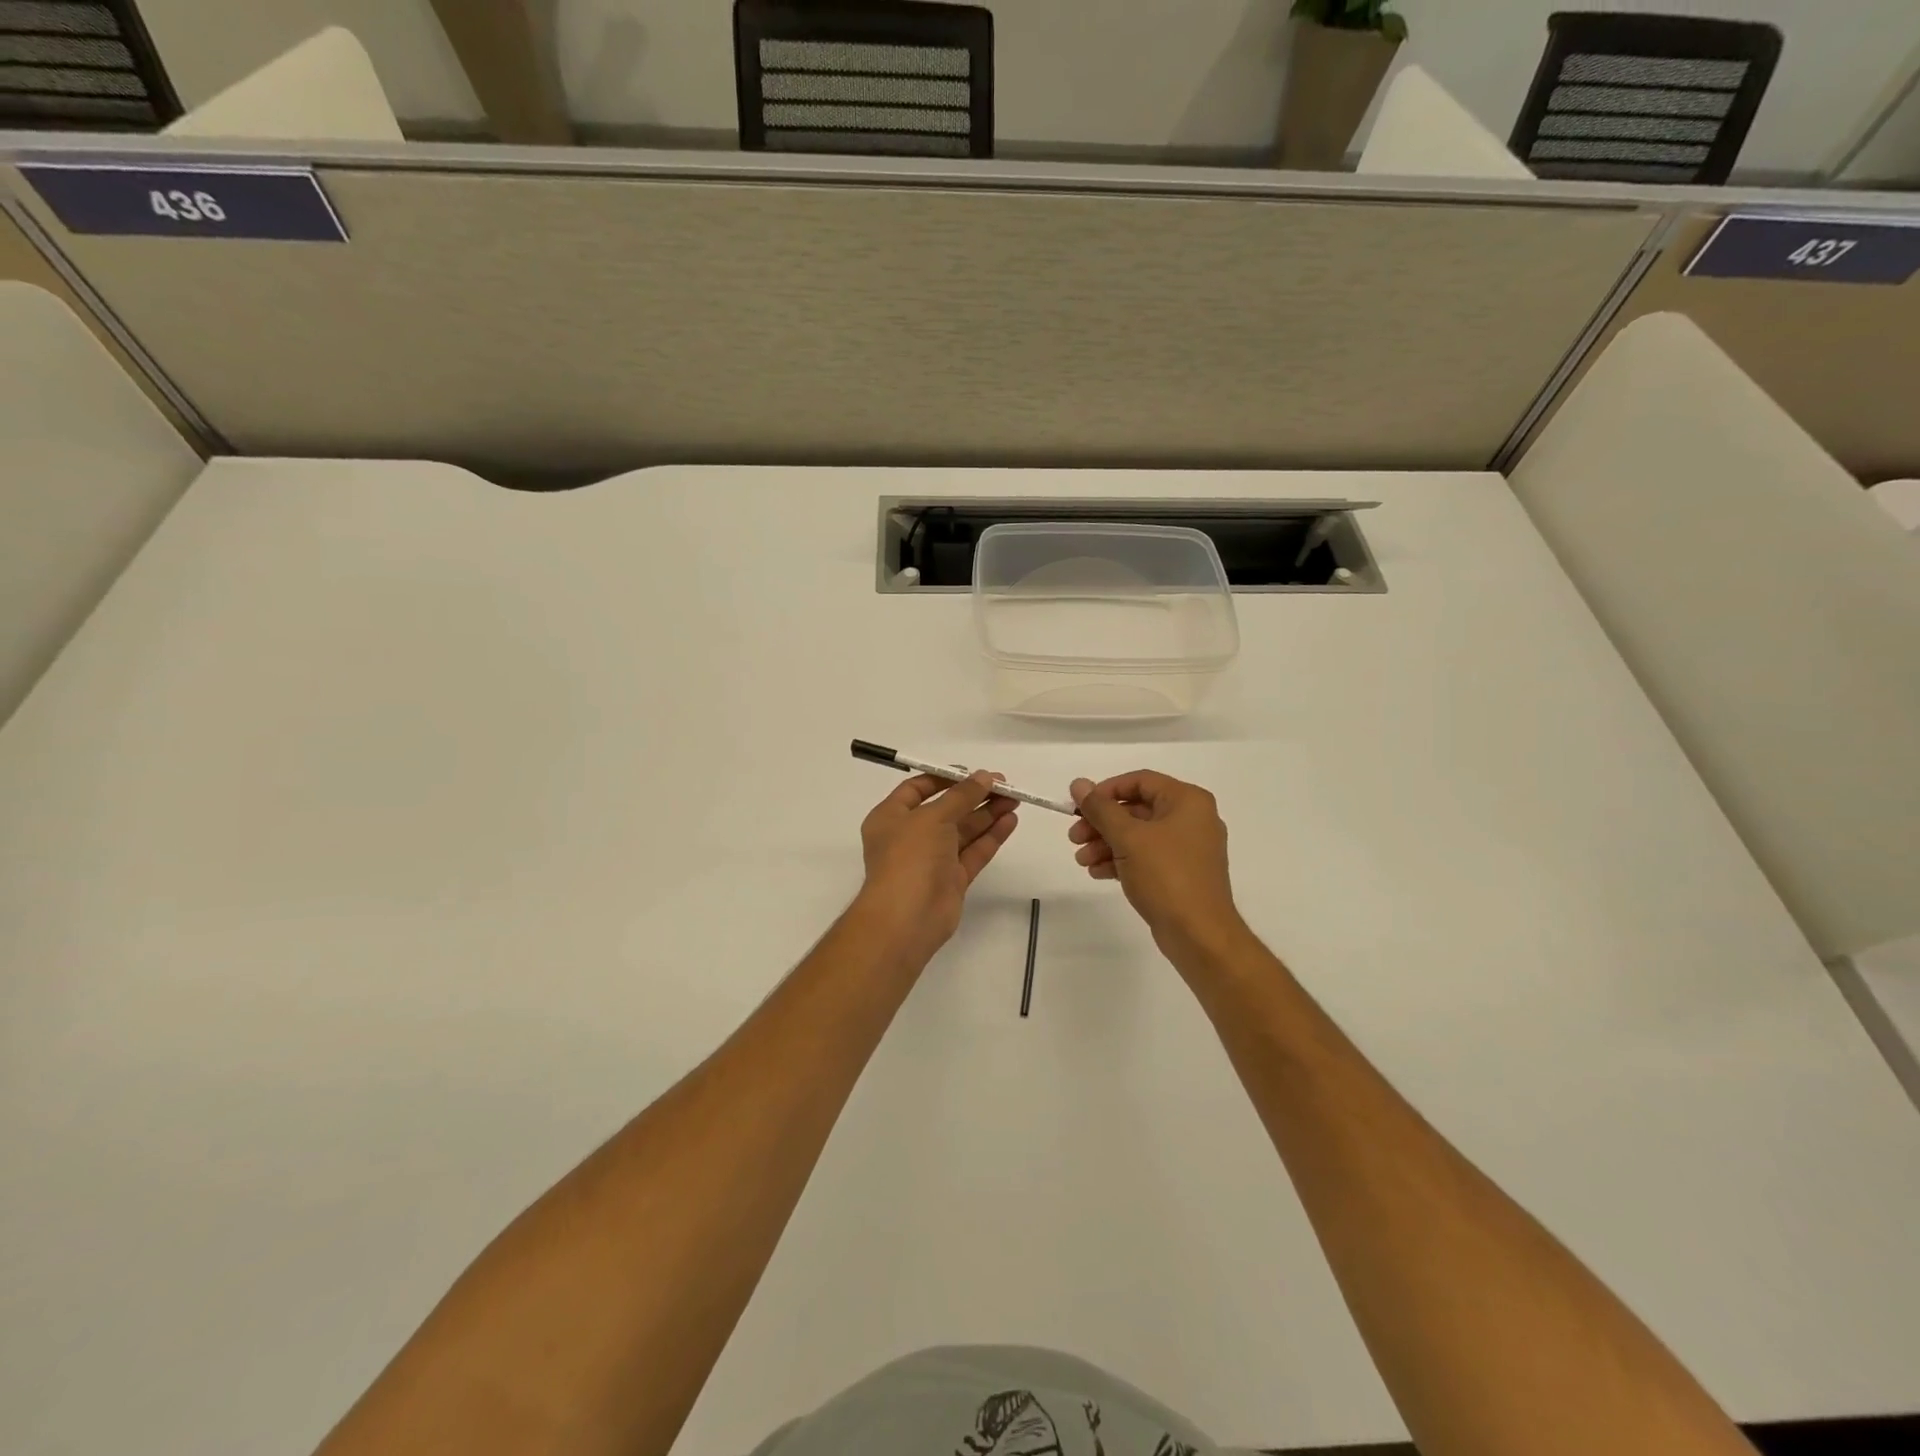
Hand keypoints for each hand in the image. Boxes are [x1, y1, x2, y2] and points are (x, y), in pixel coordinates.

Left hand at [855, 771, 1019, 968]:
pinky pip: (973, 852)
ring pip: (963, 831)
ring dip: (987, 814)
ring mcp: (932, 859)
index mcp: (891, 817)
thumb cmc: (909, 857)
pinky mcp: (952, 879)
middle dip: (974, 796)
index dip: (945, 779)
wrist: (907, 918)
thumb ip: (962, 795)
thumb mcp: (933, 817)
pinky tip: (1010, 821)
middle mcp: (910, 836)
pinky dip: (991, 836)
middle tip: (1005, 785)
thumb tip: (985, 777)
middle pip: (946, 809)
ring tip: (1015, 799)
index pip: (917, 789)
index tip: (973, 773)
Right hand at [1068, 771, 1243, 954]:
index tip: (1080, 807)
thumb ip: (1100, 809)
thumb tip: (1078, 784)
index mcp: (1187, 801)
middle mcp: (1192, 819)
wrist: (1199, 934)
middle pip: (1137, 809)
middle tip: (1074, 837)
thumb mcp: (1128, 838)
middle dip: (1102, 823)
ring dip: (1106, 844)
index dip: (1106, 791)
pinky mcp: (1181, 873)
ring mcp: (1188, 848)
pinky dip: (1121, 860)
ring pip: (1138, 835)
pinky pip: (1146, 857)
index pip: (1140, 781)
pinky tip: (1098, 872)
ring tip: (1082, 861)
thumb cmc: (1166, 876)